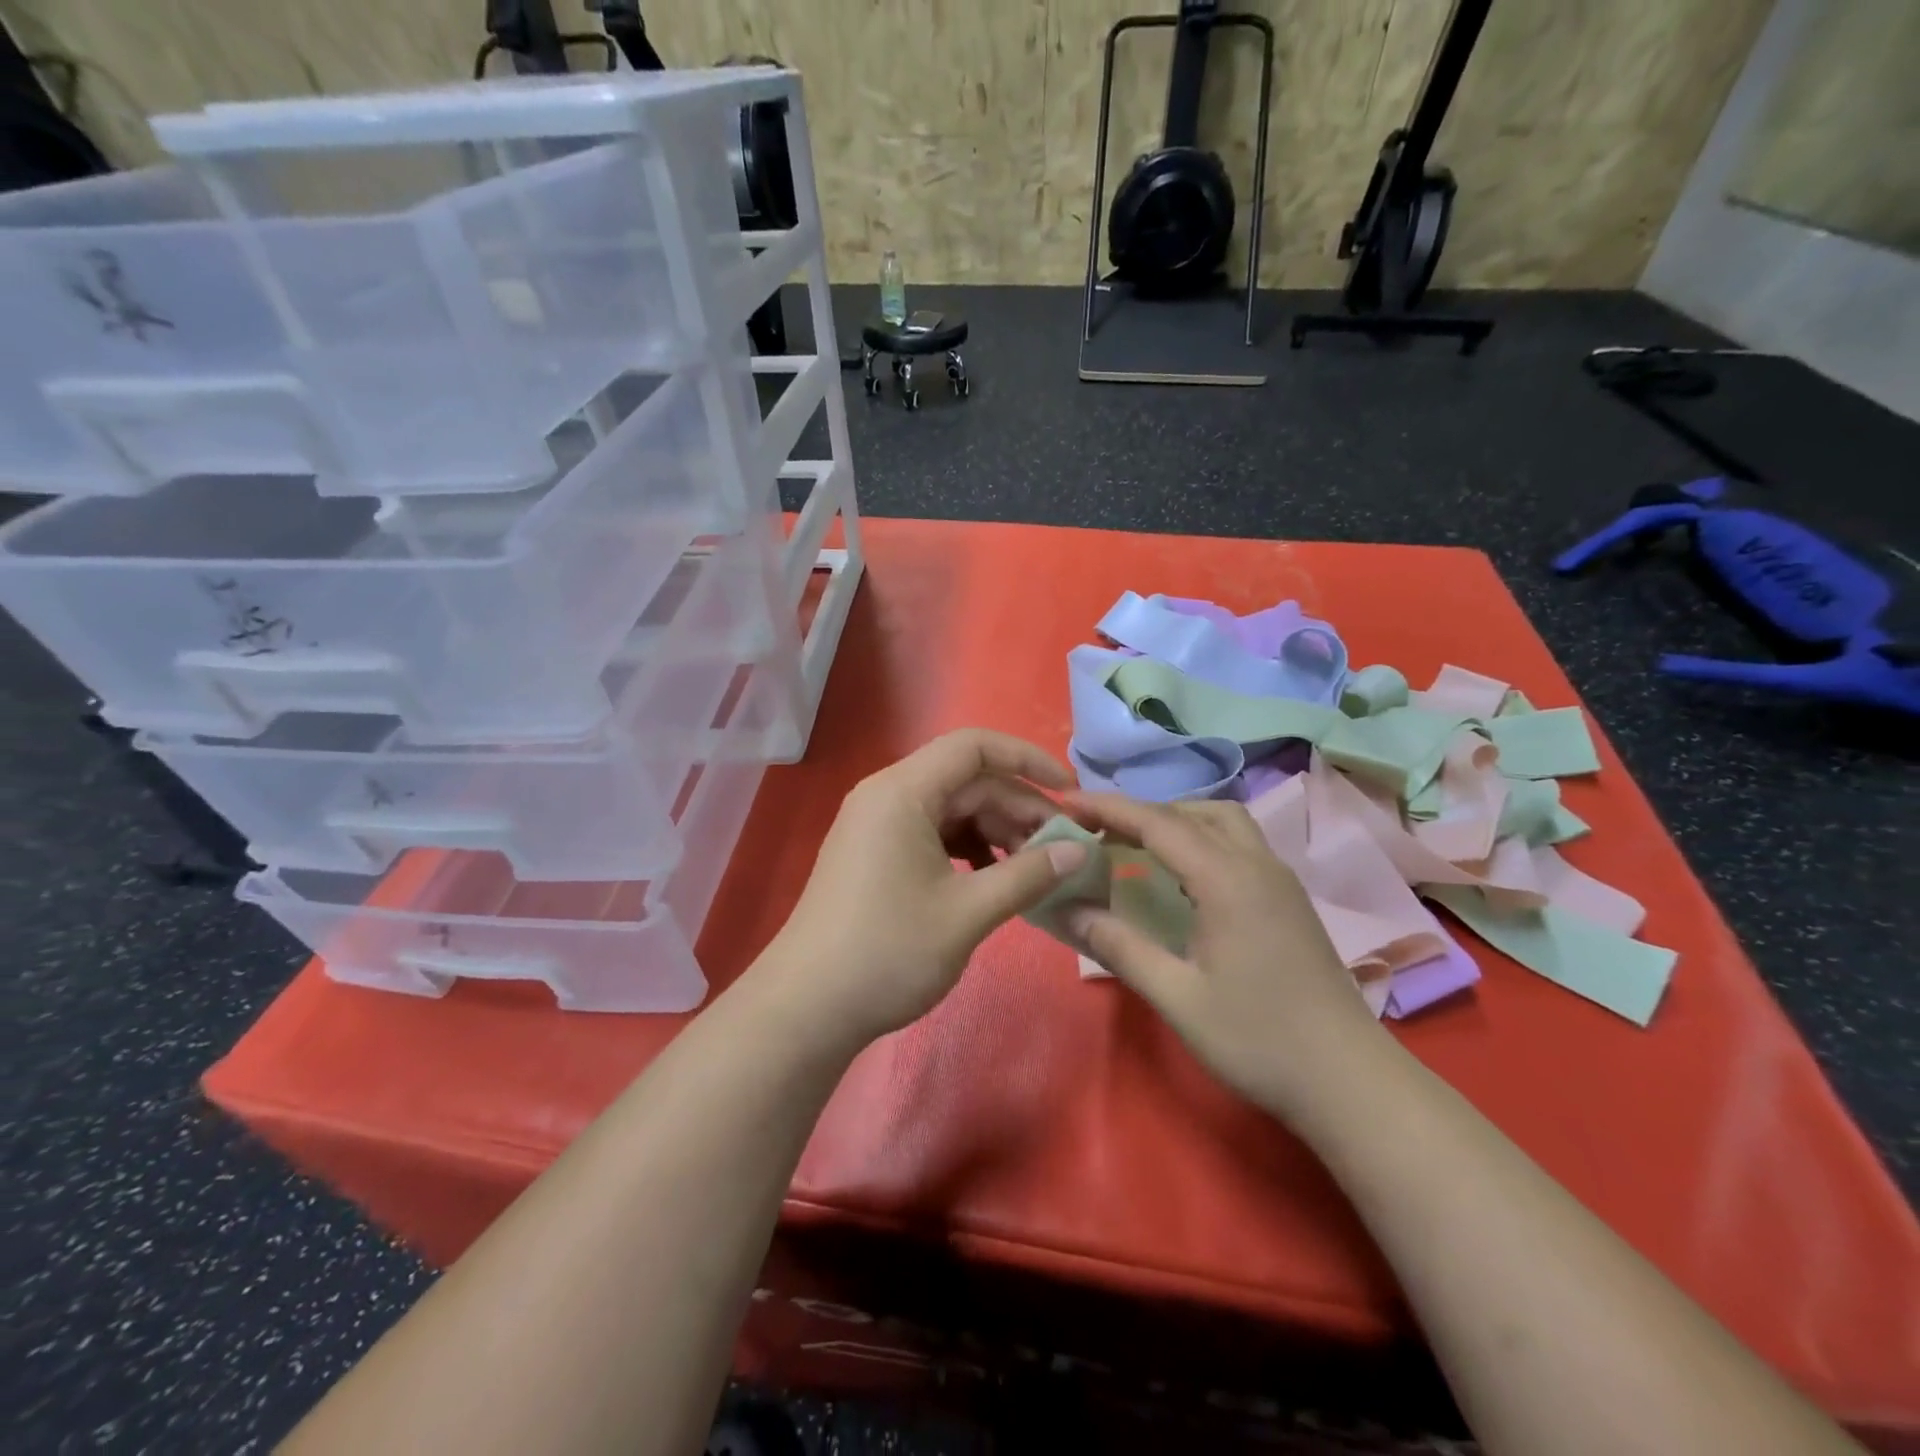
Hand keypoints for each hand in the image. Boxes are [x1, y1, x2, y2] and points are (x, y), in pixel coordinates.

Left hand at [763, 730, 1090, 1045]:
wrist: (807, 1008)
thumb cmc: (888, 952)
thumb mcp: (968, 913)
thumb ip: (1028, 875)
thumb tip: (1080, 852)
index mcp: (903, 791)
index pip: (974, 746)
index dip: (1028, 759)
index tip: (1070, 792)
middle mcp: (886, 795)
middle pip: (966, 780)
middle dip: (1018, 807)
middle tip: (1060, 848)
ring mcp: (876, 825)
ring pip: (951, 808)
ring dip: (996, 831)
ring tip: (1031, 869)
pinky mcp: (874, 853)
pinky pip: (932, 832)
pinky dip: (968, 848)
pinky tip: (991, 879)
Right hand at [1063, 794, 1390, 1123]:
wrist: (1349, 1080)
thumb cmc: (1258, 1040)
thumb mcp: (1177, 996)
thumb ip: (1118, 946)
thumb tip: (1066, 909)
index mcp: (1226, 879)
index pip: (1158, 823)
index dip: (1108, 808)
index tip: (1065, 803)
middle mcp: (1256, 864)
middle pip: (1192, 811)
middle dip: (1140, 811)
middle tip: (1096, 832)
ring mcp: (1278, 878)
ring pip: (1222, 821)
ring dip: (1175, 820)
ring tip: (1135, 845)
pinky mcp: (1288, 897)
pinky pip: (1238, 842)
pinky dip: (1199, 838)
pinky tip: (1180, 875)